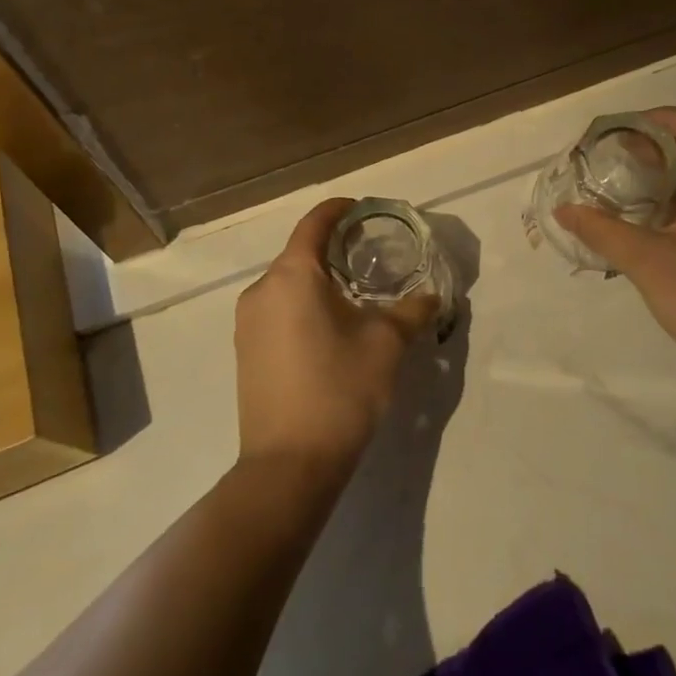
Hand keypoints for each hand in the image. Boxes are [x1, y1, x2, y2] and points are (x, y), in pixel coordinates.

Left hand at [234, 198, 439, 479]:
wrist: (288, 465)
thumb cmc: (339, 389)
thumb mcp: (386, 344)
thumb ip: (411, 311)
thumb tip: (431, 297)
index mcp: (292, 275)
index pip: (314, 223)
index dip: (341, 210)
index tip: (365, 211)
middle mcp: (261, 290)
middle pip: (300, 253)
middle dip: (334, 250)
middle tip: (372, 259)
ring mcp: (247, 323)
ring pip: (288, 284)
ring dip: (319, 282)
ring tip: (355, 297)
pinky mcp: (245, 352)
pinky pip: (277, 311)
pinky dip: (303, 306)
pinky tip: (329, 331)